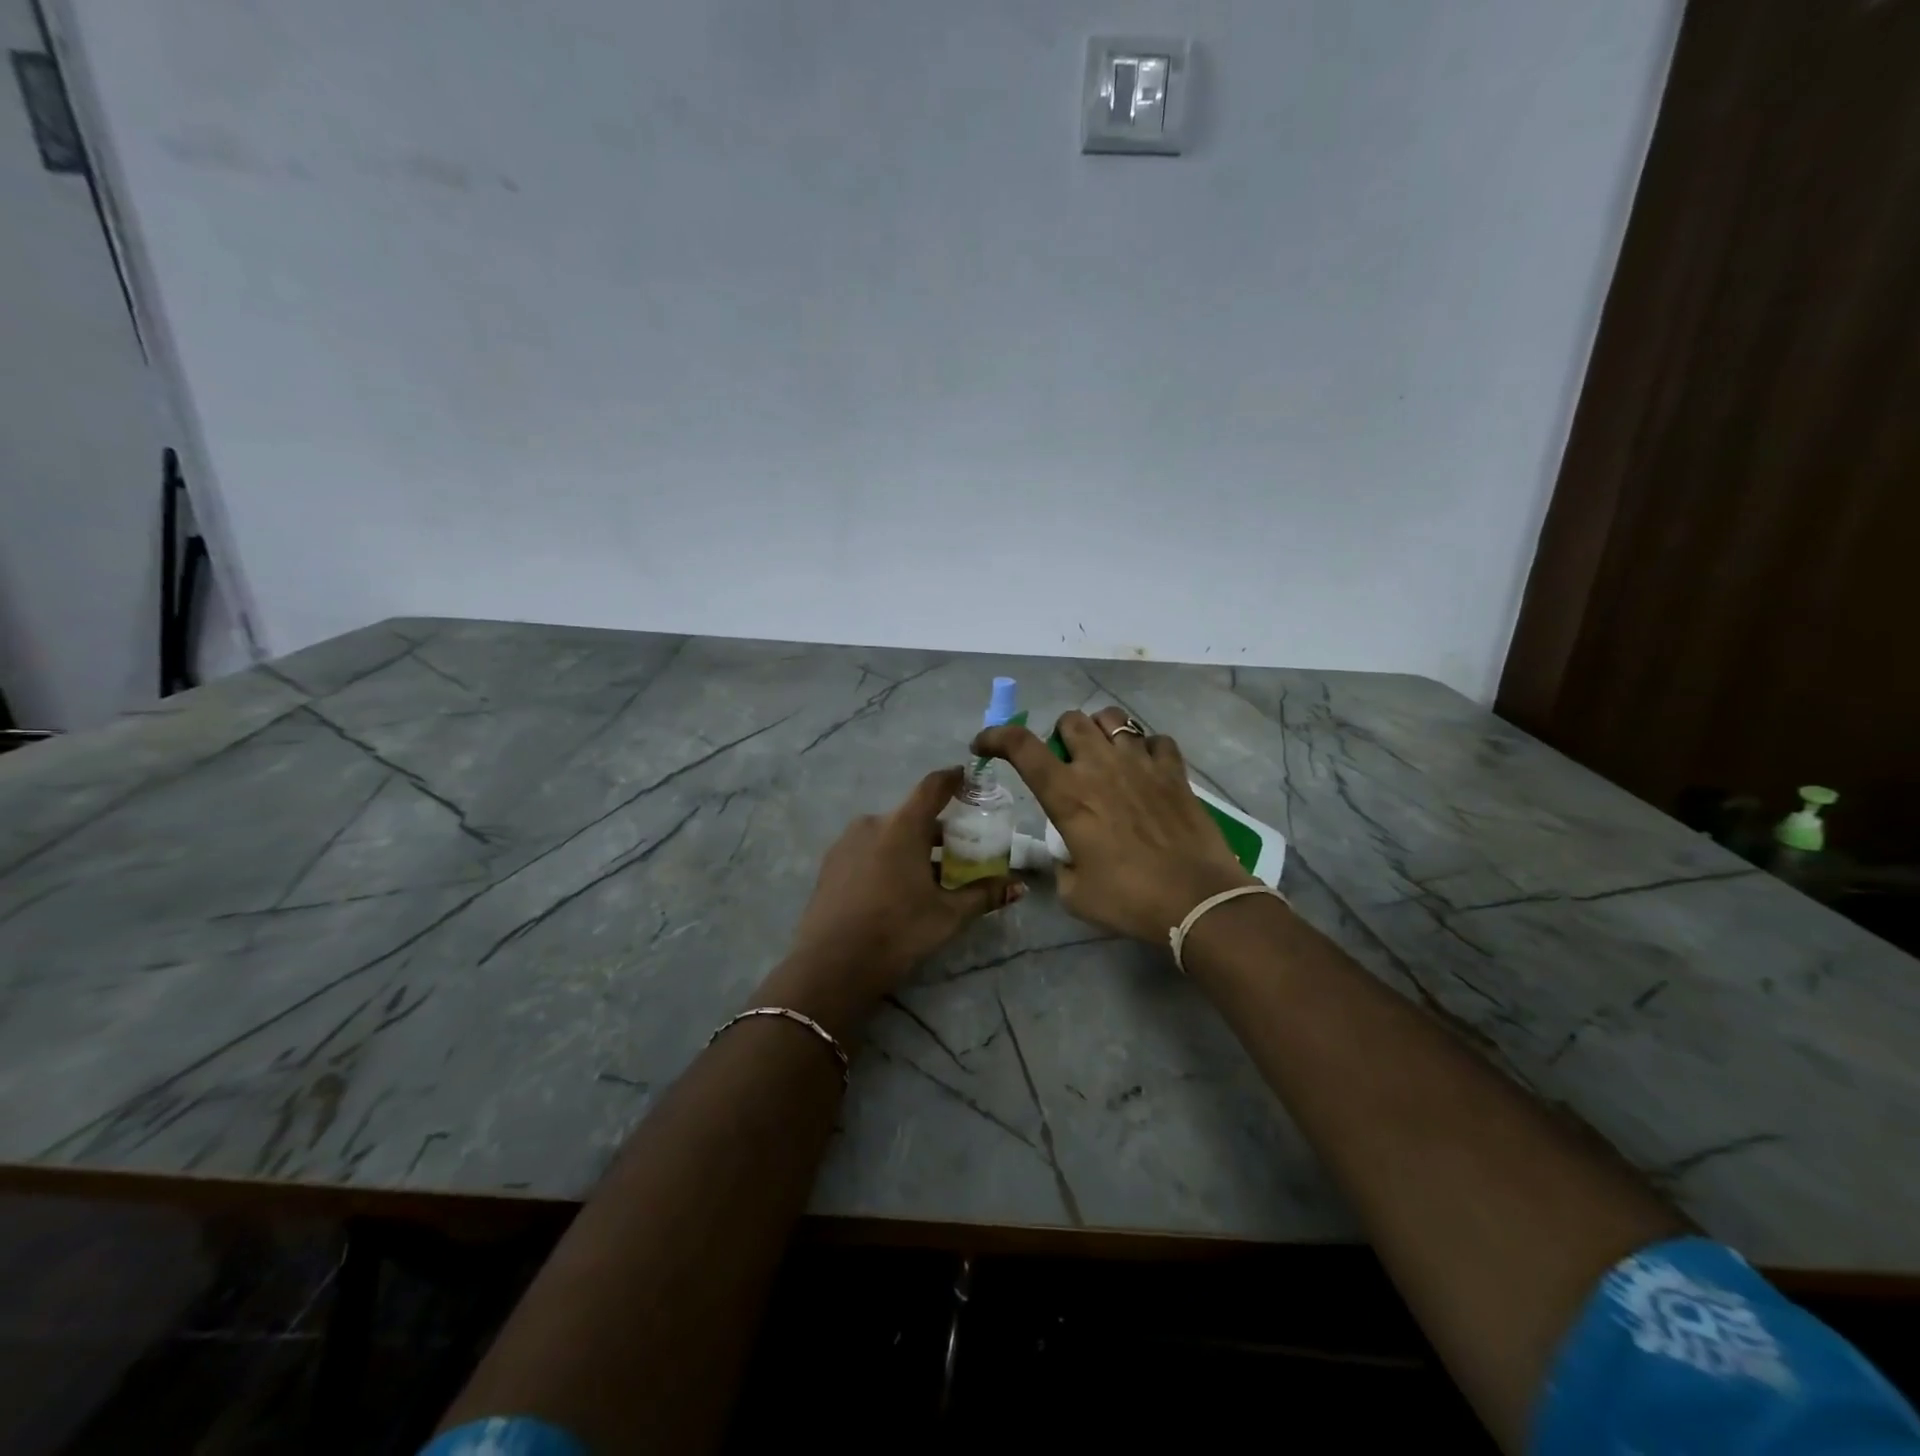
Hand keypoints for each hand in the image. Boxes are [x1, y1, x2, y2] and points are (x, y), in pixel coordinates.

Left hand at [770, 768, 1022, 1025]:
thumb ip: (983, 895)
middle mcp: (872, 824)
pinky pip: (868, 849)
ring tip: (929, 876)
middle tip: (960, 850)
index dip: (953, 779)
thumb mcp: (948, 915)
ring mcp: (846, 842)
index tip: (968, 778)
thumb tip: (1019, 887)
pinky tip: (896, 889)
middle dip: (937, 829)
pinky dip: (887, 858)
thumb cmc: (898, 932)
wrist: (831, 965)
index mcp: (902, 826)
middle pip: (912, 816)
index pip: (932, 787)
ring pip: (888, 834)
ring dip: (911, 846)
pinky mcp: (830, 864)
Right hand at [973, 708, 1252, 944]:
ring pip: (1113, 718)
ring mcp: (1140, 763)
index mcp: (1067, 794)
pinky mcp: (1174, 770)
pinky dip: (1145, 748)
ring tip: (1104, 755)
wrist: (1197, 900)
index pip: (1020, 746)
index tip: (985, 745)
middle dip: (1059, 735)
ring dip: (1100, 731)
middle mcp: (1099, 766)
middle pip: (1070, 720)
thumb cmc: (1129, 899)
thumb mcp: (1075, 893)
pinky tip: (1146, 769)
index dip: (996, 737)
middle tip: (1065, 762)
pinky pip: (1156, 740)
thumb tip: (1067, 856)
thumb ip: (1062, 865)